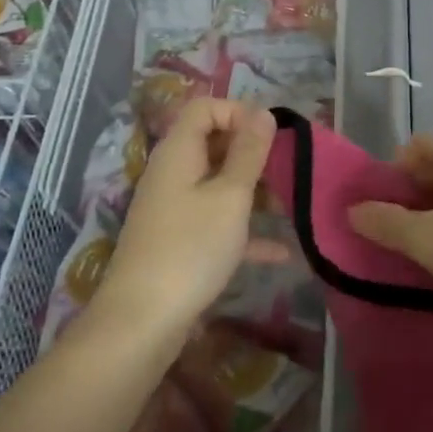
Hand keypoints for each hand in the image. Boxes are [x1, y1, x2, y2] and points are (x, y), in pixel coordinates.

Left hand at [94, 98, 276, 338]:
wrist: (142, 324)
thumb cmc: (191, 248)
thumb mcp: (231, 196)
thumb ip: (249, 152)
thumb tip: (263, 113)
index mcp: (179, 152)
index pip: (205, 107)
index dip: (238, 112)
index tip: (268, 136)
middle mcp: (173, 173)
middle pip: (214, 144)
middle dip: (252, 153)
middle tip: (286, 169)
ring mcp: (174, 209)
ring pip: (218, 183)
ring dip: (253, 191)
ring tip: (290, 204)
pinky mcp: (179, 242)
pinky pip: (217, 221)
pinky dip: (245, 230)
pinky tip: (281, 251)